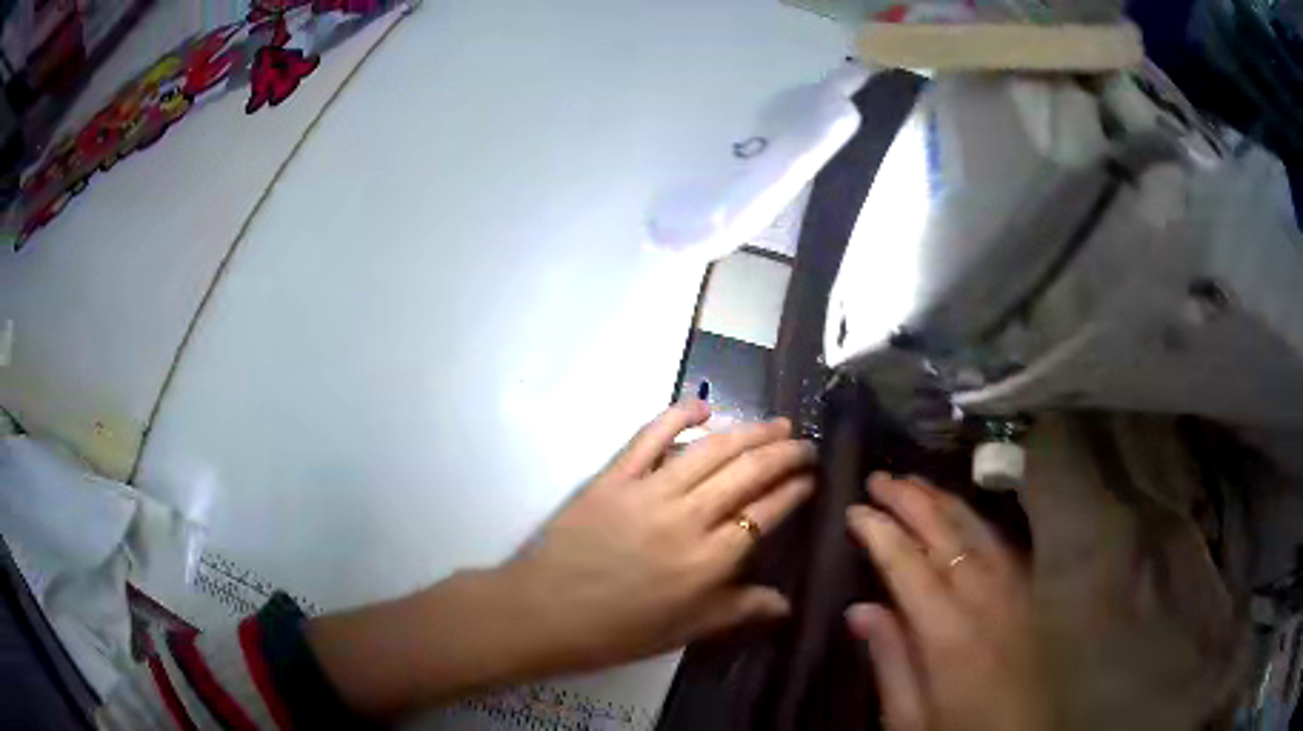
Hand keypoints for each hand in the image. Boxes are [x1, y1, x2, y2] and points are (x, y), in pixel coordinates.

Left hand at [500, 399, 815, 671]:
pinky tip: (703, 405)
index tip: (811, 477)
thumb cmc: (615, 632)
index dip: (794, 490)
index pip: (766, 513)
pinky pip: (649, 436)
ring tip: (777, 423)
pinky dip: (678, 414)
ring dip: (750, 431)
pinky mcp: (612, 478)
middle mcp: (687, 519)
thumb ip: (738, 611)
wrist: (541, 614)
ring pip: (711, 449)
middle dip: (785, 453)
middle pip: (748, 473)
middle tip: (803, 444)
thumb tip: (786, 603)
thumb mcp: (683, 631)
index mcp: (708, 562)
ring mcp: (648, 492)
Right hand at [846, 474, 1044, 730]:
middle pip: (946, 535)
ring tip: (915, 481)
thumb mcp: (909, 715)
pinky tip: (963, 513)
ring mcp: (1013, 592)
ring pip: (977, 531)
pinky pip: (1001, 545)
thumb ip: (888, 659)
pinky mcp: (1028, 595)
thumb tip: (859, 608)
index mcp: (948, 633)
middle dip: (911, 501)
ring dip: (944, 501)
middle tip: (880, 477)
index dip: (880, 532)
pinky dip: (976, 521)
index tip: (855, 508)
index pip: (908, 565)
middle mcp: (985, 599)